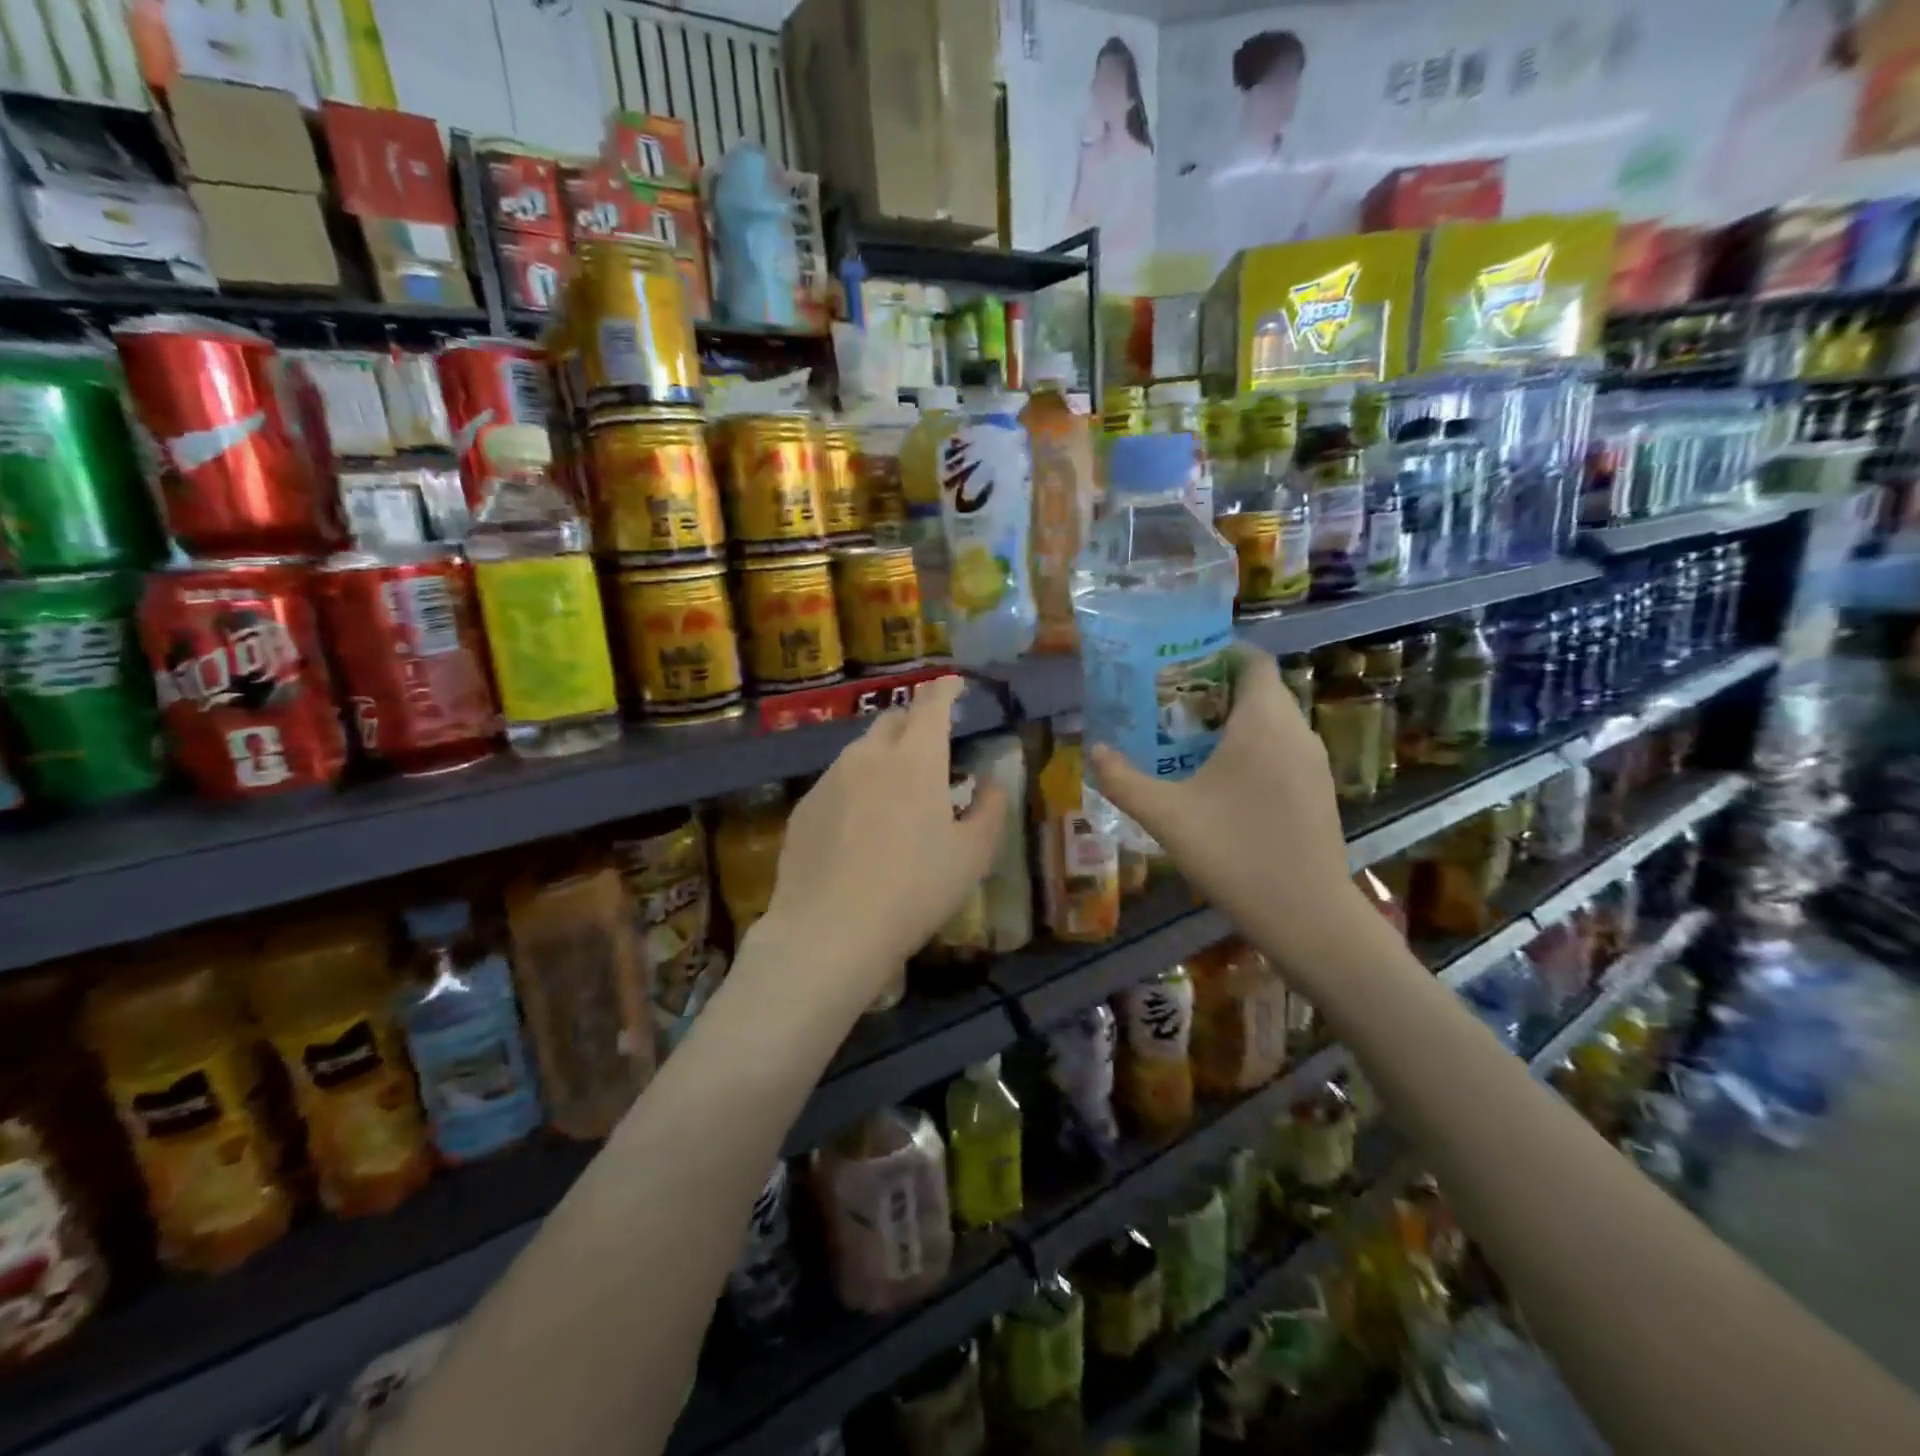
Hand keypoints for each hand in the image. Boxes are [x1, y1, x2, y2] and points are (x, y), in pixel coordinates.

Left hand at [756, 677, 1007, 1004]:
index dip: (945, 689)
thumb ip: (989, 810)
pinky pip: (837, 782)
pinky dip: (856, 787)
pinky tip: (860, 826)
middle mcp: (868, 756)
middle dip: (914, 721)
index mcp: (915, 759)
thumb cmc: (914, 890)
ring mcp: (829, 779)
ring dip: (883, 756)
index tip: (954, 684)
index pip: (931, 705)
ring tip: (896, 790)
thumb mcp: (972, 856)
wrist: (829, 932)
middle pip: (892, 721)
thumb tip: (991, 783)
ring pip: (861, 752)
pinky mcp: (804, 807)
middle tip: (930, 744)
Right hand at [1090, 647, 1368, 990]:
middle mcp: (1296, 731)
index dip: (1220, 652)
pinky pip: (1284, 749)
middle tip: (1171, 702)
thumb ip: (1123, 780)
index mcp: (1264, 722)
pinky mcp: (1320, 791)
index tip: (1181, 661)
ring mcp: (1314, 763)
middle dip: (1218, 688)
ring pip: (1275, 721)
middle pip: (1262, 689)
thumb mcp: (1166, 815)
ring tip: (1189, 738)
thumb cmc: (1234, 852)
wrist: (1306, 914)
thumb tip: (1093, 750)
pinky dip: (1255, 748)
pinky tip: (1223, 780)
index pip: (1253, 660)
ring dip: (1237, 720)